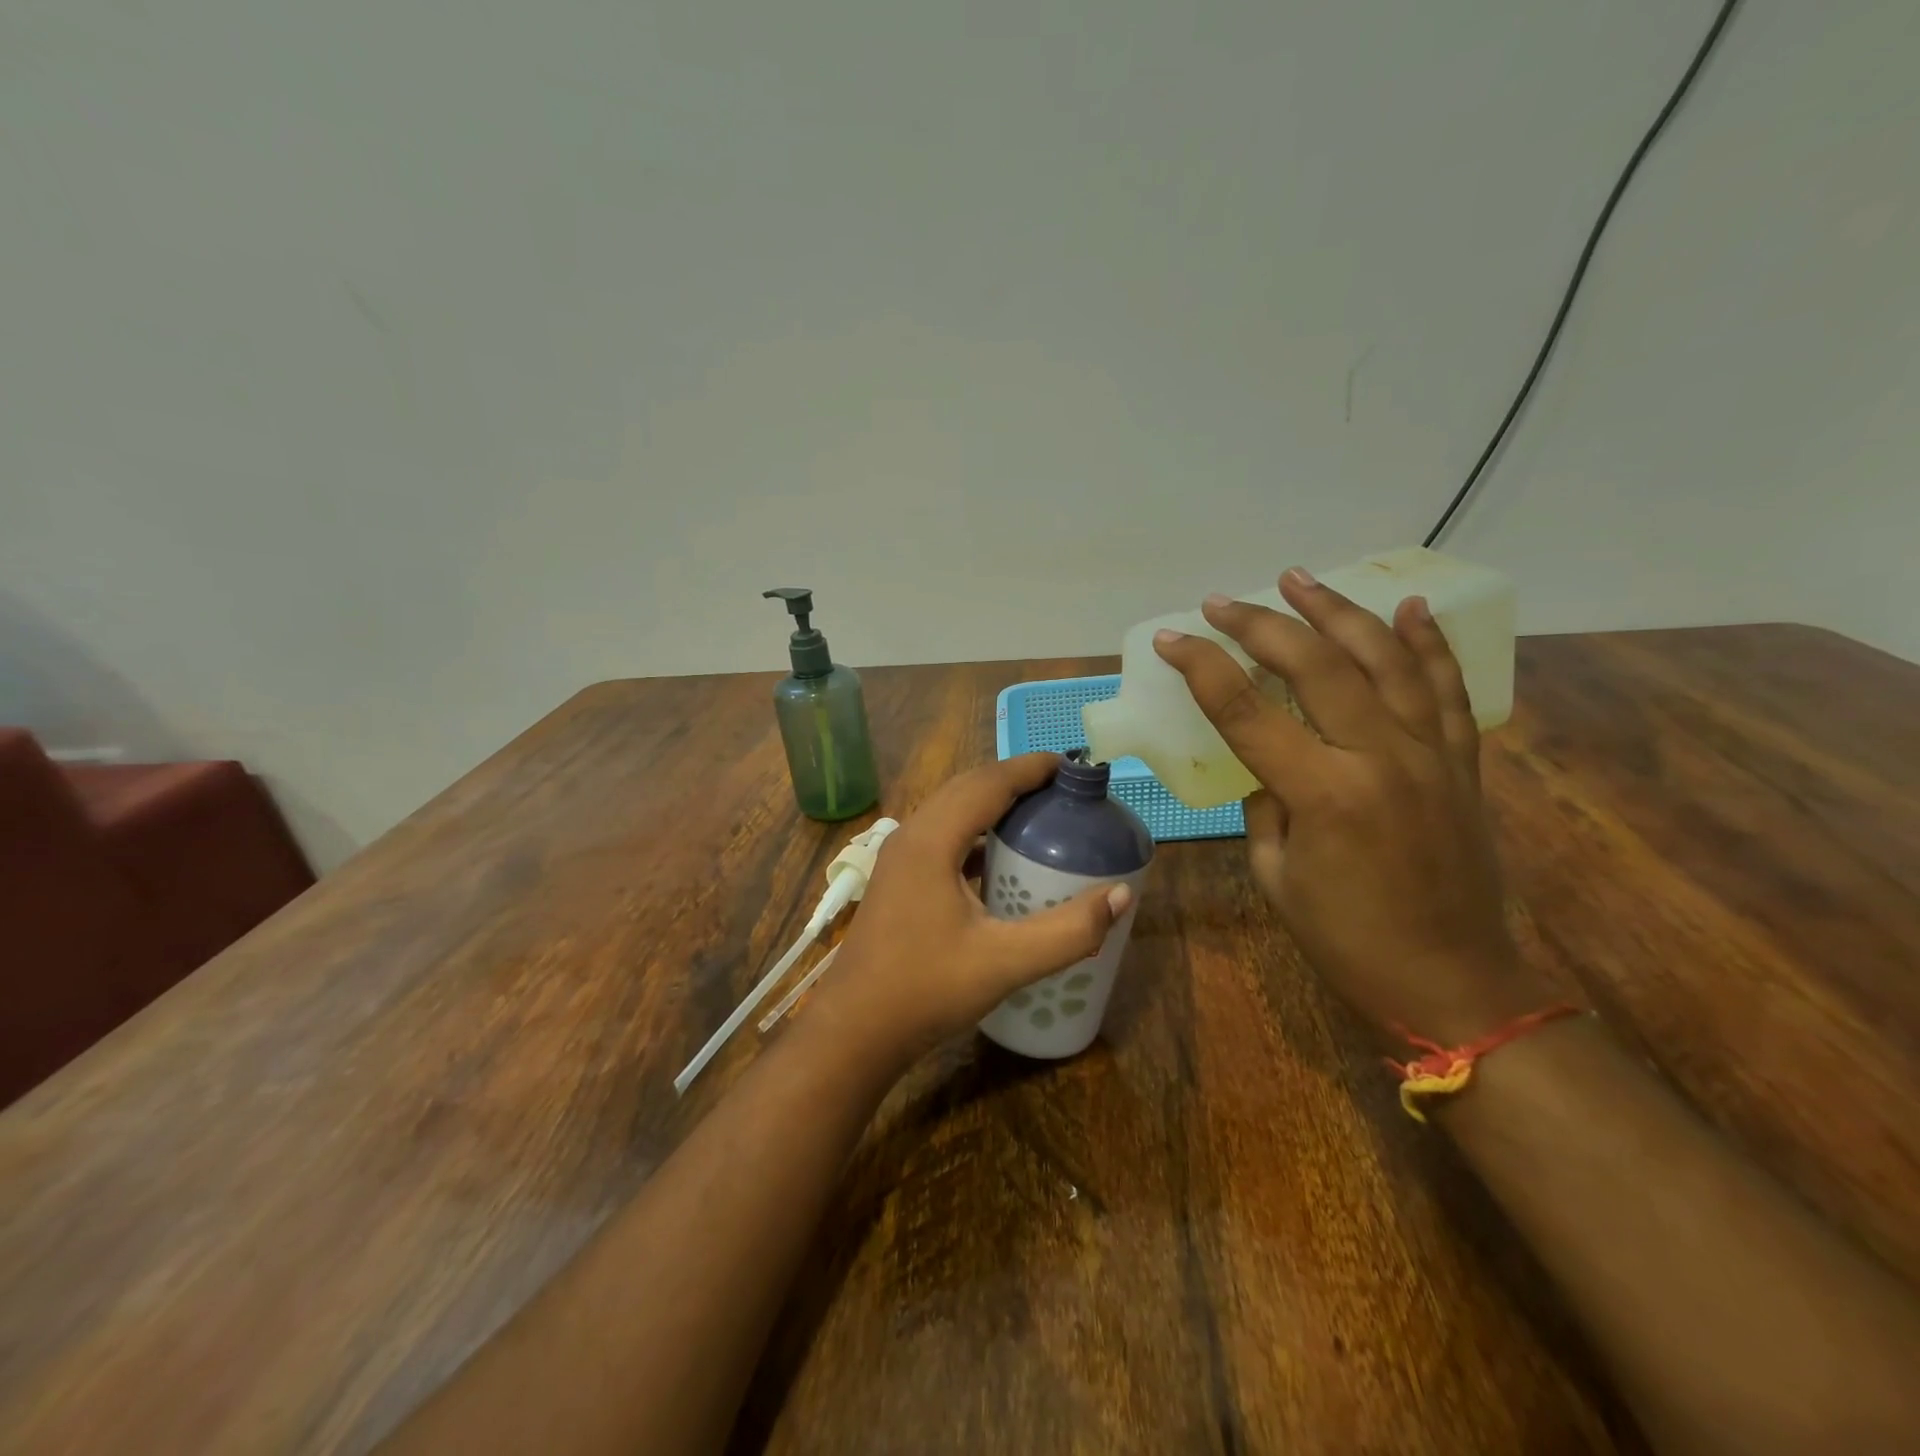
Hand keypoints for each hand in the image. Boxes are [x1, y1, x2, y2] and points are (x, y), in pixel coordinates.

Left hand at [814, 754, 1131, 1065]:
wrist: (854, 1031)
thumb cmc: (925, 991)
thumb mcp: (1004, 962)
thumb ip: (1068, 931)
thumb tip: (1121, 896)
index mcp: (931, 840)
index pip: (988, 783)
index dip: (1031, 768)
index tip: (1072, 764)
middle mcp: (911, 836)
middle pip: (968, 787)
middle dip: (1015, 779)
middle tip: (1063, 789)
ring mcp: (899, 858)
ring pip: (951, 810)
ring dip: (993, 803)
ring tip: (1039, 814)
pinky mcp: (898, 879)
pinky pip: (942, 836)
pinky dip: (975, 832)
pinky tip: (999, 857)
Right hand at [1153, 568, 1546, 1043]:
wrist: (1455, 984)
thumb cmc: (1347, 941)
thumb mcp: (1276, 874)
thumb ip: (1265, 804)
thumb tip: (1266, 761)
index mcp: (1324, 794)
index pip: (1247, 711)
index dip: (1203, 668)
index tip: (1172, 639)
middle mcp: (1381, 759)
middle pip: (1317, 666)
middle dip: (1261, 625)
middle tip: (1222, 601)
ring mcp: (1431, 755)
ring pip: (1385, 660)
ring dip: (1338, 612)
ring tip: (1299, 578)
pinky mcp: (1462, 763)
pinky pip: (1447, 689)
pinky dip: (1428, 643)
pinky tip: (1406, 607)